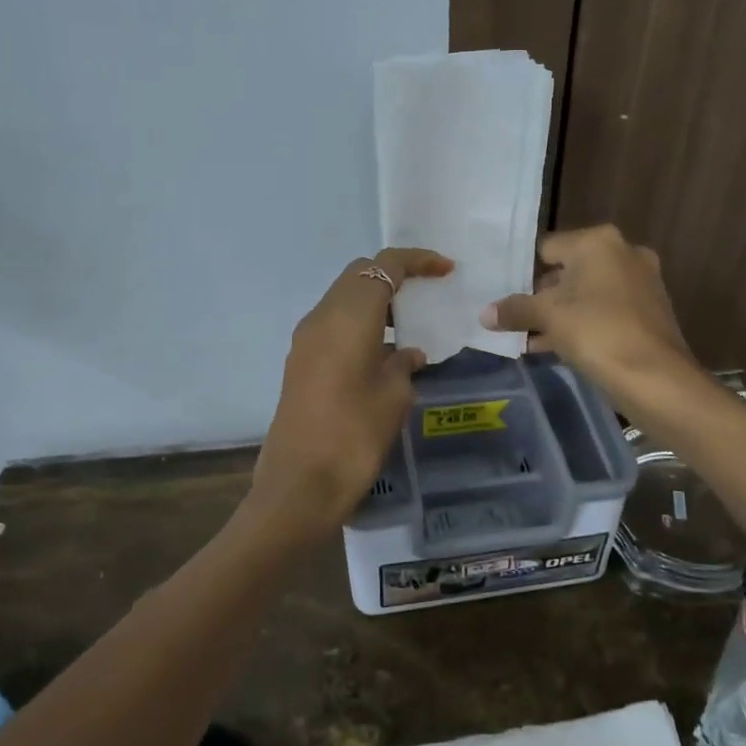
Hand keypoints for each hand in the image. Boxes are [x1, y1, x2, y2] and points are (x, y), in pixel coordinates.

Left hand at [251, 248, 453, 537]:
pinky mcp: (300, 362)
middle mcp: (321, 317)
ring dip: (375, 301)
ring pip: (343, 298)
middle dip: (393, 275)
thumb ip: (404, 364)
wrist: (300, 484)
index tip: (445, 269)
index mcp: (348, 315)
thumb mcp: (394, 396)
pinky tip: (383, 352)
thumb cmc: (355, 434)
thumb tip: (408, 353)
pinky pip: (334, 324)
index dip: (417, 261)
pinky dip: (360, 323)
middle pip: (358, 275)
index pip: (384, 267)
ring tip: (408, 323)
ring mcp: (305, 340)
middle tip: (426, 292)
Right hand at [481, 224, 697, 404]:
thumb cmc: (597, 332)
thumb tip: (484, 313)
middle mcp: (624, 253)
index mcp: (599, 242)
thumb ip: (515, 310)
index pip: (547, 248)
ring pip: (587, 294)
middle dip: (541, 296)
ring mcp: (641, 282)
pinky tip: (556, 349)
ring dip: (560, 314)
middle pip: (568, 270)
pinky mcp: (649, 311)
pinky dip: (583, 325)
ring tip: (527, 338)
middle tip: (513, 317)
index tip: (502, 293)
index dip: (522, 271)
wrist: (656, 378)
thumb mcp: (548, 317)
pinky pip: (605, 312)